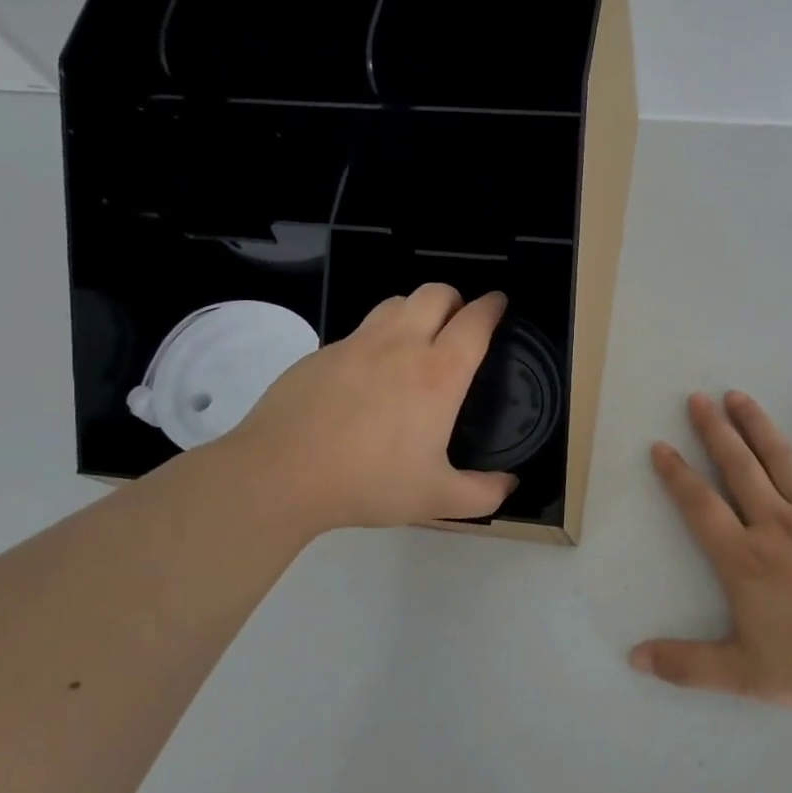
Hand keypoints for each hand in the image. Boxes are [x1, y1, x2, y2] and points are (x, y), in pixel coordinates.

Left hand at [226, 285, 517, 529]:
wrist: (280, 474)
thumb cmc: (368, 482)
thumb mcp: (436, 499)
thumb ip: (483, 494)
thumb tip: (511, 485)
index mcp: (438, 374)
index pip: (474, 321)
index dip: (493, 306)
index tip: (499, 303)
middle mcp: (401, 345)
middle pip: (435, 293)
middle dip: (456, 297)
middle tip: (460, 319)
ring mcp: (356, 344)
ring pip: (395, 302)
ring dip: (416, 309)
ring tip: (418, 336)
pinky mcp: (321, 353)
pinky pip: (360, 330)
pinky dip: (377, 336)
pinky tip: (370, 372)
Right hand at [631, 391, 791, 708]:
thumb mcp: (743, 674)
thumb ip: (687, 664)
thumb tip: (634, 658)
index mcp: (744, 559)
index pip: (700, 506)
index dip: (676, 475)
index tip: (661, 446)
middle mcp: (776, 524)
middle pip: (738, 468)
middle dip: (714, 431)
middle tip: (698, 398)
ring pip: (781, 459)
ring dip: (757, 425)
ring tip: (738, 395)